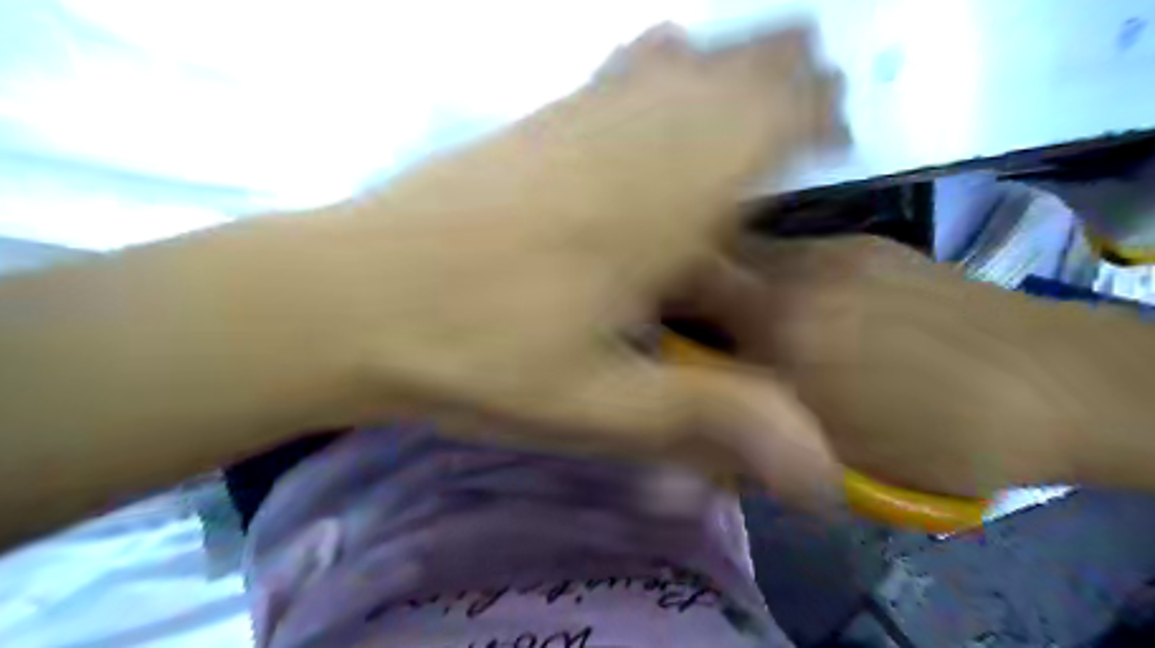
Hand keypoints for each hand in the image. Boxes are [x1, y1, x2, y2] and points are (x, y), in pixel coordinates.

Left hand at [262, 19, 846, 506]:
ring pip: (673, 67)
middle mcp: (623, 150)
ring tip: (772, 49)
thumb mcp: (597, 408)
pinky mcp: (527, 126)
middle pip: (726, 83)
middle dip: (783, 74)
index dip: (811, 119)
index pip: (761, 134)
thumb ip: (710, 420)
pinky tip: (665, 47)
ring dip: (729, 57)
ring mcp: (569, 126)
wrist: (348, 299)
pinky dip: (651, 57)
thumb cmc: (474, 358)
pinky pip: (607, 73)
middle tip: (819, 74)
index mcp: (654, 214)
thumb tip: (820, 470)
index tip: (839, 128)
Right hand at [673, 235, 1079, 496]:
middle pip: (714, 259)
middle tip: (707, 326)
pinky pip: (797, 253)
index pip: (686, 289)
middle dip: (696, 287)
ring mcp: (834, 249)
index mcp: (780, 328)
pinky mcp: (867, 242)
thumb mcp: (827, 451)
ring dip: (743, 283)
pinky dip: (785, 277)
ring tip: (767, 321)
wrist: (1053, 384)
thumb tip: (699, 417)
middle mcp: (795, 273)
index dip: (659, 299)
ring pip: (754, 254)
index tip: (656, 325)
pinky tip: (821, 308)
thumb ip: (751, 425)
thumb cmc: (933, 436)